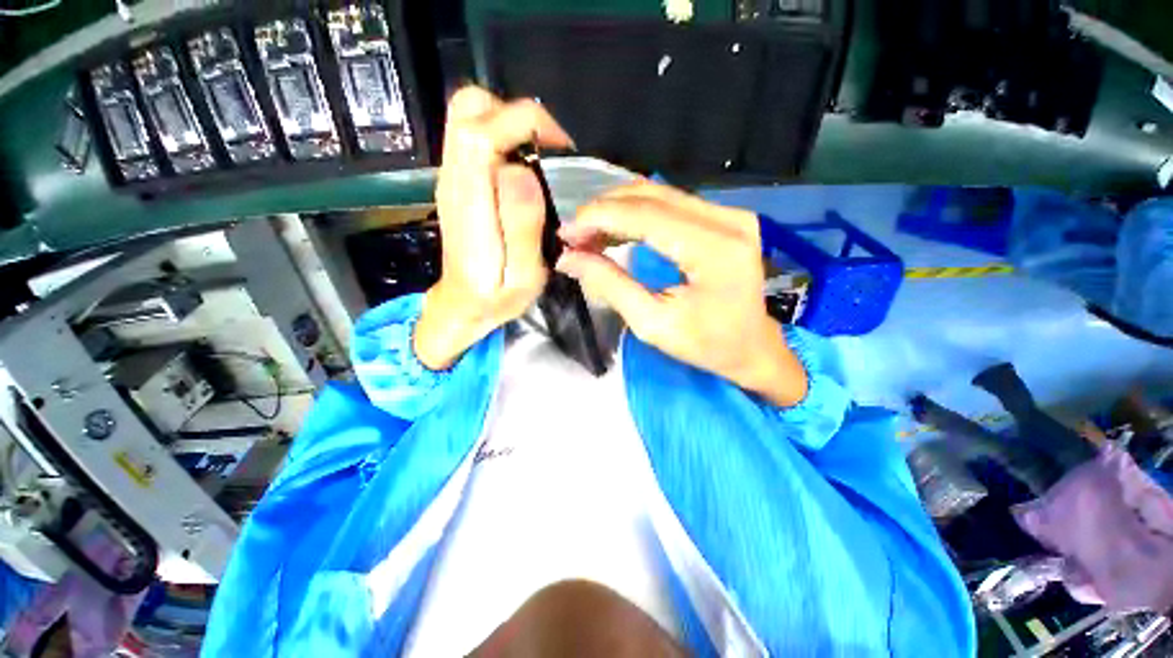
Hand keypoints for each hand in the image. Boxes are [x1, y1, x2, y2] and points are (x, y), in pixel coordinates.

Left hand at [414, 87, 573, 369]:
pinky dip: (504, 138)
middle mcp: (454, 180)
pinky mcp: (457, 182)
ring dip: (510, 124)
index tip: (560, 147)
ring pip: (468, 116)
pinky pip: (474, 138)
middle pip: (467, 108)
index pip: (480, 131)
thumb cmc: (497, 297)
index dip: (523, 122)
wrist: (463, 305)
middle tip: (550, 151)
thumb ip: (522, 227)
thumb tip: (522, 171)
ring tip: (541, 160)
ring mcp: (451, 178)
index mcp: (470, 202)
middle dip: (516, 114)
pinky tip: (526, 172)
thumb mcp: (522, 276)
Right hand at [555, 182, 808, 406]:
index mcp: (716, 250)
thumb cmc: (706, 345)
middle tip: (574, 237)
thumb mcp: (652, 323)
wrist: (753, 348)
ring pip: (659, 194)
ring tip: (589, 237)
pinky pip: (671, 203)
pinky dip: (637, 214)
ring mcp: (731, 214)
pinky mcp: (725, 217)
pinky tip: (615, 231)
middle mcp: (729, 219)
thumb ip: (610, 285)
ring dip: (617, 211)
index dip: (599, 217)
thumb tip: (568, 258)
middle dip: (604, 211)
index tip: (565, 233)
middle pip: (651, 195)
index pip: (646, 215)